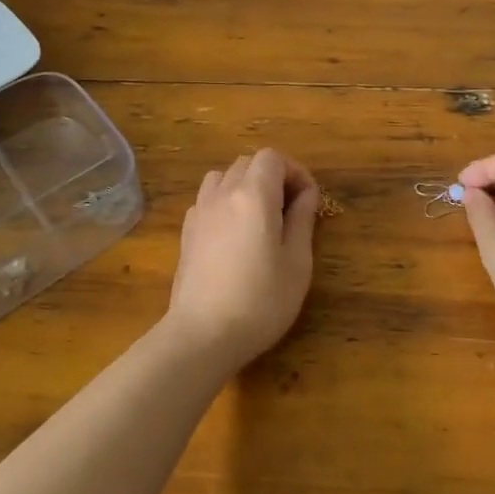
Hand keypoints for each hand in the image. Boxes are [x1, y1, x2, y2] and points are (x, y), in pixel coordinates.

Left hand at [166, 148, 320, 370]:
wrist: (202, 336)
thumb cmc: (260, 300)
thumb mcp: (297, 263)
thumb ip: (302, 220)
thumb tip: (306, 194)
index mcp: (254, 195)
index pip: (273, 157)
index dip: (295, 171)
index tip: (308, 200)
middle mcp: (223, 194)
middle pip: (247, 163)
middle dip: (272, 176)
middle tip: (289, 210)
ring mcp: (200, 212)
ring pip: (223, 177)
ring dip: (244, 185)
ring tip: (259, 216)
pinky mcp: (186, 233)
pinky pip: (207, 199)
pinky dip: (224, 202)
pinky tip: (233, 233)